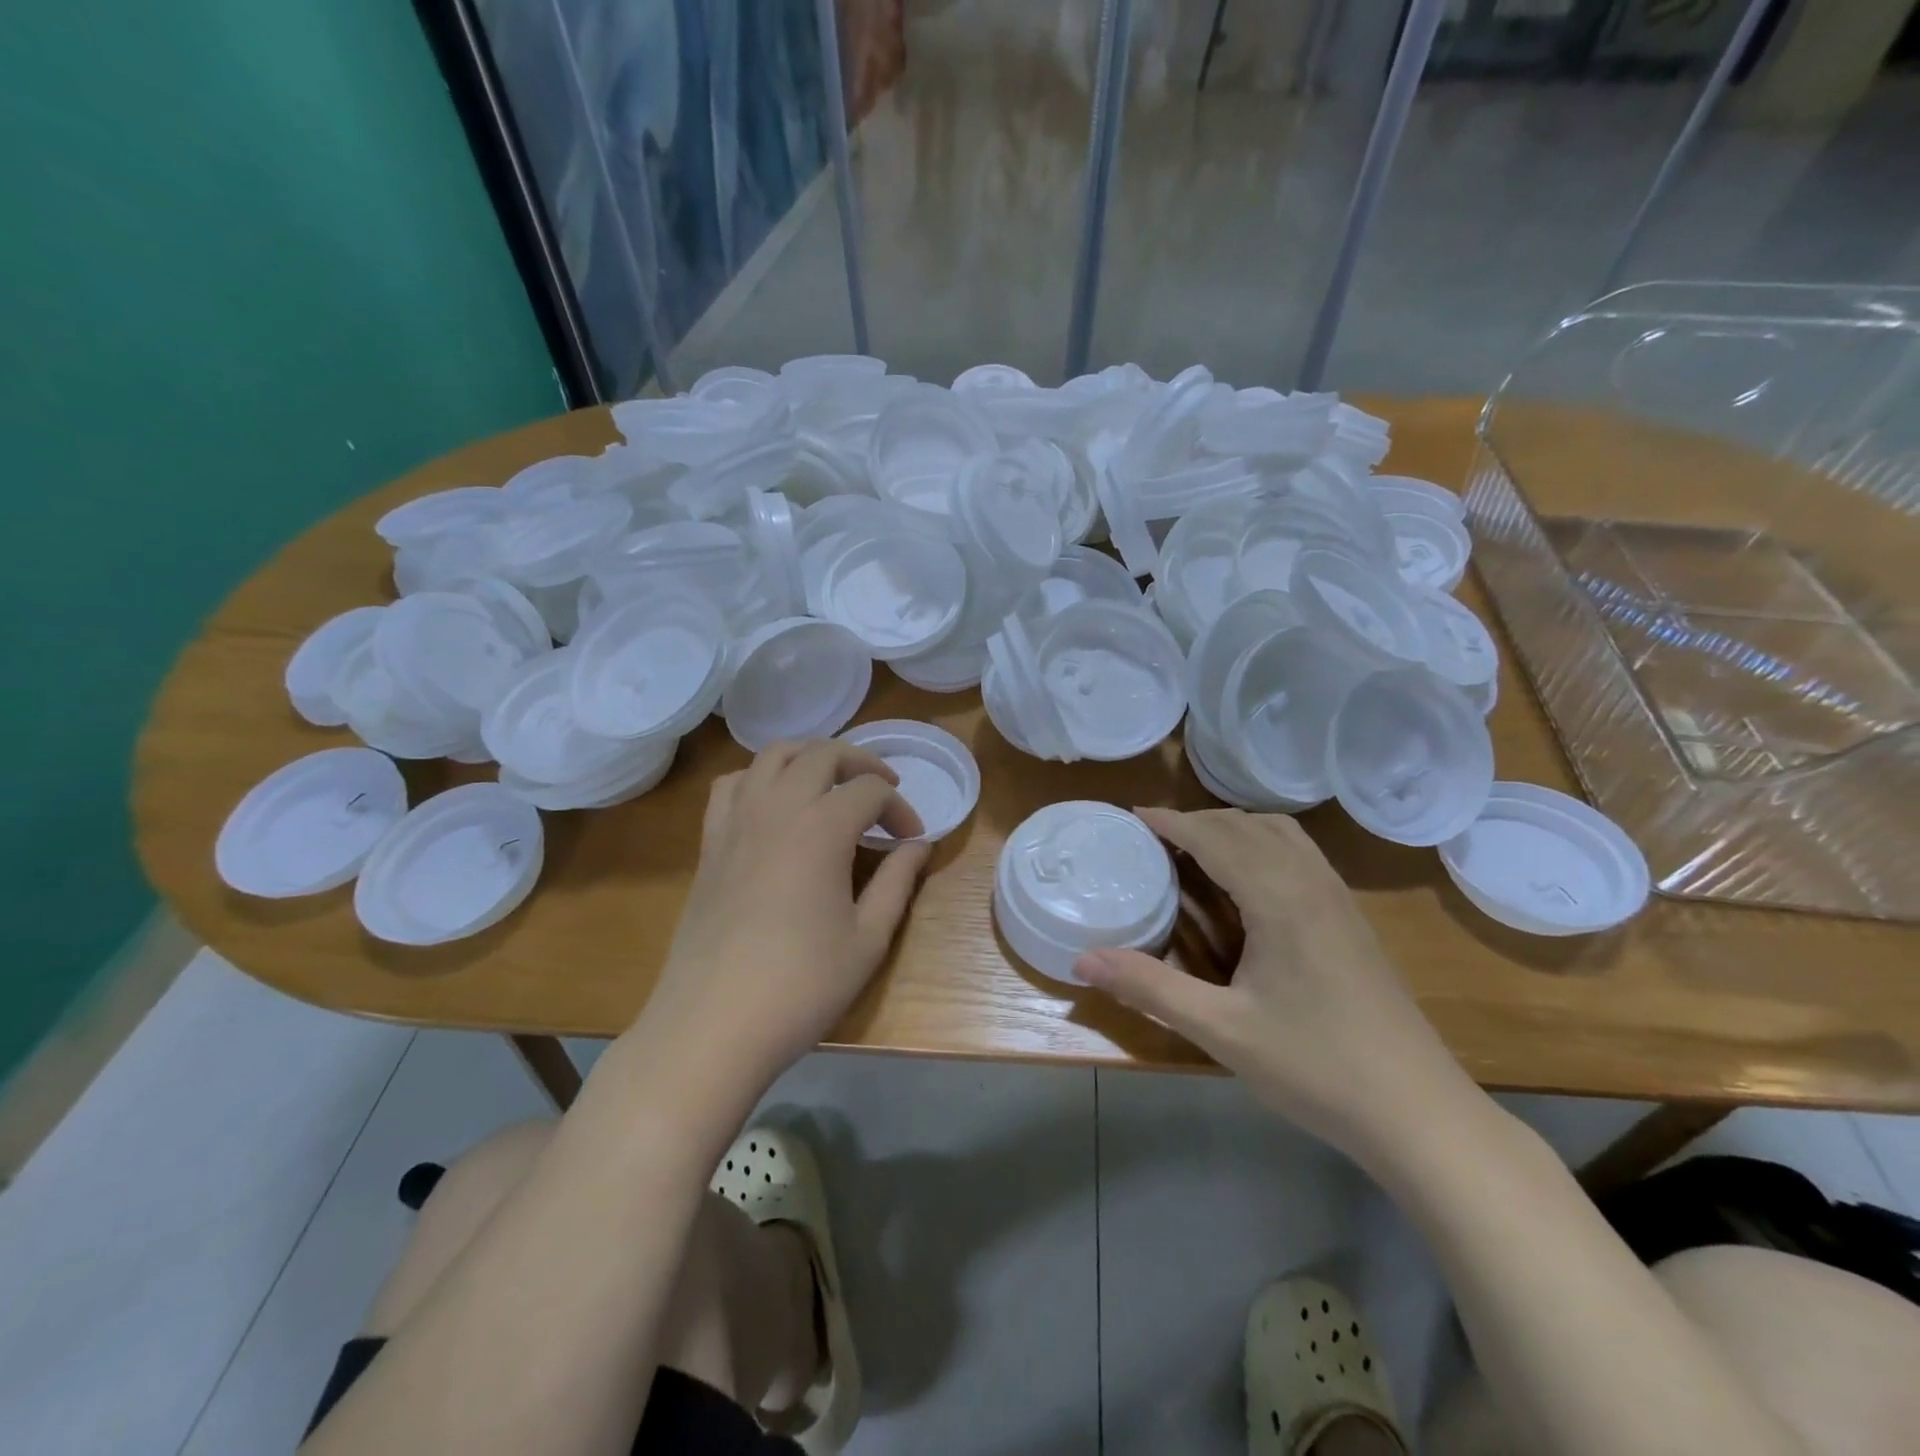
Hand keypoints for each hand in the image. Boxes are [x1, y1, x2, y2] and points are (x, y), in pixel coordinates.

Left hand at [638, 740, 930, 1097]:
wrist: (712, 1024)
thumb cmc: (800, 985)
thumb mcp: (867, 939)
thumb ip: (898, 883)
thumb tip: (919, 847)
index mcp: (821, 828)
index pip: (871, 791)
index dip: (900, 809)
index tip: (913, 841)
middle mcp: (777, 808)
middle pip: (823, 753)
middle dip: (861, 763)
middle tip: (882, 792)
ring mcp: (736, 821)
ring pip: (773, 756)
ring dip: (809, 757)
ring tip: (831, 783)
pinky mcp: (709, 844)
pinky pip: (732, 785)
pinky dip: (759, 778)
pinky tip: (773, 805)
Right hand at [1075, 808, 1474, 1153]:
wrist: (1419, 1113)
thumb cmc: (1315, 1067)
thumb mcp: (1221, 1030)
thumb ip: (1149, 987)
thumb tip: (1082, 960)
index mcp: (1279, 897)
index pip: (1215, 837)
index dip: (1171, 822)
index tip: (1132, 816)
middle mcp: (1311, 882)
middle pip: (1247, 826)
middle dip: (1197, 821)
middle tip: (1154, 840)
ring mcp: (1339, 899)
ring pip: (1281, 834)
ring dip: (1234, 829)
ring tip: (1196, 851)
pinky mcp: (1352, 919)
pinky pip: (1301, 854)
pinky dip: (1263, 845)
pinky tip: (1250, 882)